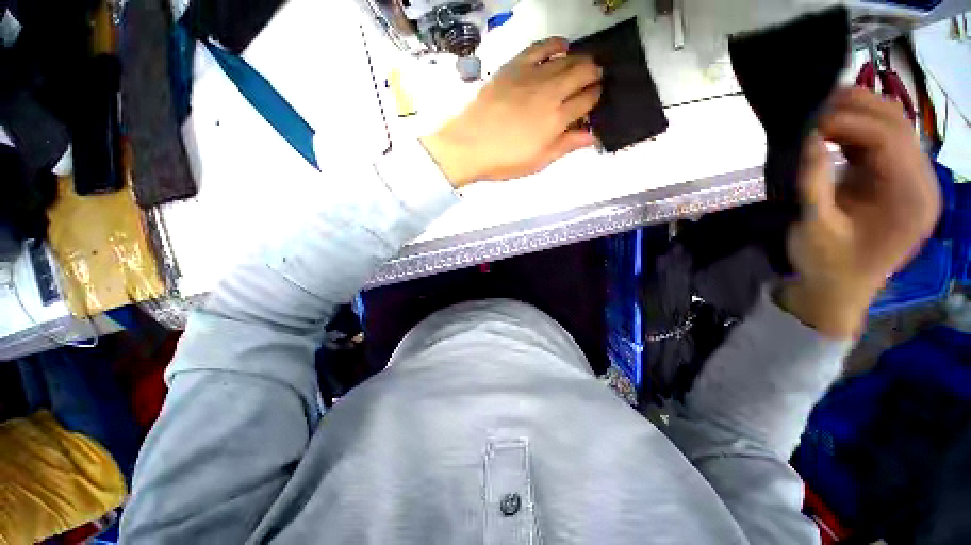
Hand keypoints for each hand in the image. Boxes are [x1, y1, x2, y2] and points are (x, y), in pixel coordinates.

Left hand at [422, 38, 602, 187]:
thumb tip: (592, 134)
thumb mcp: (539, 160)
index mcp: (557, 118)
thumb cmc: (506, 159)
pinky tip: (562, 47)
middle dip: (594, 75)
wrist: (470, 145)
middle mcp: (551, 91)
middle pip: (583, 72)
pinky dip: (556, 44)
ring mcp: (532, 75)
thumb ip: (566, 144)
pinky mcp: (515, 66)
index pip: (588, 100)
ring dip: (581, 60)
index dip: (596, 98)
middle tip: (594, 81)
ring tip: (583, 67)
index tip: (597, 101)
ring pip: (567, 58)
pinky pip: (541, 47)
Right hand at [780, 88, 941, 337]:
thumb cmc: (826, 266)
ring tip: (819, 114)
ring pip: (892, 127)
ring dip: (856, 115)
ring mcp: (912, 181)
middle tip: (812, 107)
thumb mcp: (814, 227)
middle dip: (855, 108)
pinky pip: (882, 143)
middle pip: (896, 124)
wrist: (836, 292)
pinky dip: (856, 131)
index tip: (807, 119)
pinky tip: (831, 132)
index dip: (847, 121)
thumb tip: (805, 138)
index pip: (888, 138)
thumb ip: (813, 182)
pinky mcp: (896, 182)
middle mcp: (921, 182)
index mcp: (910, 198)